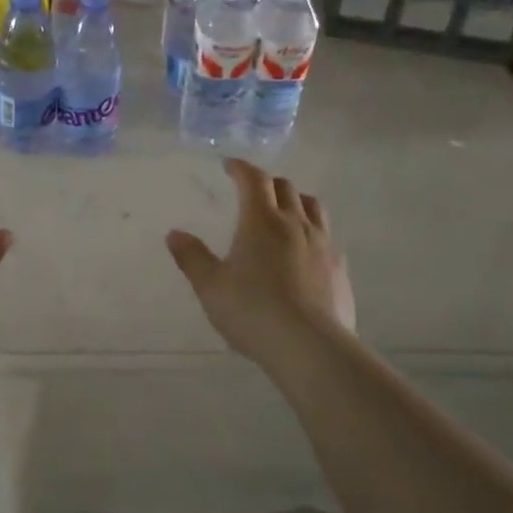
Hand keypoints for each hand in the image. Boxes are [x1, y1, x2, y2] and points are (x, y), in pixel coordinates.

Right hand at [166, 159, 355, 363]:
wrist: (310, 346)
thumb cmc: (253, 311)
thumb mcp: (211, 287)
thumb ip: (191, 257)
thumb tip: (174, 234)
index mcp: (261, 221)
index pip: (253, 179)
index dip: (240, 168)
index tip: (229, 165)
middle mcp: (294, 223)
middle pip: (285, 187)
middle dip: (266, 182)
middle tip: (252, 190)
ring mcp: (322, 243)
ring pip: (312, 206)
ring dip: (295, 199)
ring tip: (283, 210)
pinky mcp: (339, 267)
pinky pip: (327, 234)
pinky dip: (312, 229)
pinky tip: (305, 248)